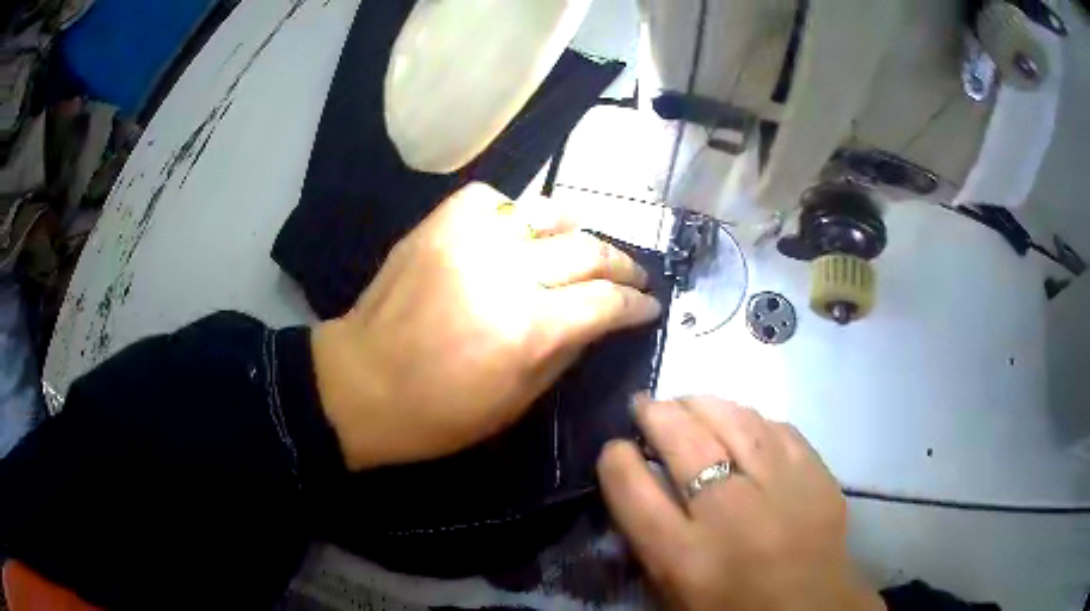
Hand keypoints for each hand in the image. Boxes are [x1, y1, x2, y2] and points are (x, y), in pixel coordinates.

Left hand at [312, 183, 662, 469]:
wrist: (359, 384)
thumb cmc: (438, 414)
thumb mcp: (516, 402)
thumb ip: (566, 353)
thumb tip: (600, 320)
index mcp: (529, 329)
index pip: (606, 301)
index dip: (636, 304)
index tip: (649, 306)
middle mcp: (507, 273)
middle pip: (587, 251)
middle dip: (621, 265)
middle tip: (633, 276)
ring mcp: (470, 240)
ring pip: (546, 214)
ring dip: (577, 229)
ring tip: (586, 243)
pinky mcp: (439, 225)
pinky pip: (492, 199)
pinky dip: (514, 211)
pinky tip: (518, 230)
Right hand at [598, 397, 884, 610]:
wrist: (809, 610)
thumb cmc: (731, 607)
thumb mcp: (672, 588)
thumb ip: (649, 536)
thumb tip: (637, 476)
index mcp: (684, 557)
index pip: (633, 489)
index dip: (616, 459)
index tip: (615, 447)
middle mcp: (731, 515)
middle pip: (683, 442)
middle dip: (656, 414)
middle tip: (645, 405)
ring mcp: (781, 488)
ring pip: (733, 421)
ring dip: (702, 404)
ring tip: (687, 402)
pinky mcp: (817, 474)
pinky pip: (776, 427)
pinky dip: (749, 418)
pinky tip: (739, 420)